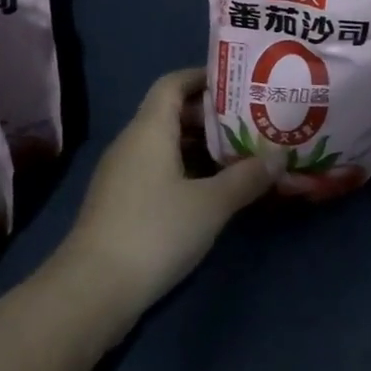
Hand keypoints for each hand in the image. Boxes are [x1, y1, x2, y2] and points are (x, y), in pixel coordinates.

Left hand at [46, 68, 271, 315]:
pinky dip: (189, 171)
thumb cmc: (154, 232)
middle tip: (253, 119)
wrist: (91, 294)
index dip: (204, 77)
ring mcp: (124, 177)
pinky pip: (161, 171)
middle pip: (173, 113)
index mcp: (149, 130)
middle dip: (213, 115)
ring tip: (243, 153)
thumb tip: (280, 155)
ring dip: (204, 147)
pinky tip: (216, 189)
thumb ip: (247, 176)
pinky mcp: (123, 205)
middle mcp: (133, 145)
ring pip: (168, 146)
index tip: (240, 82)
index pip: (174, 83)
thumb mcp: (212, 203)